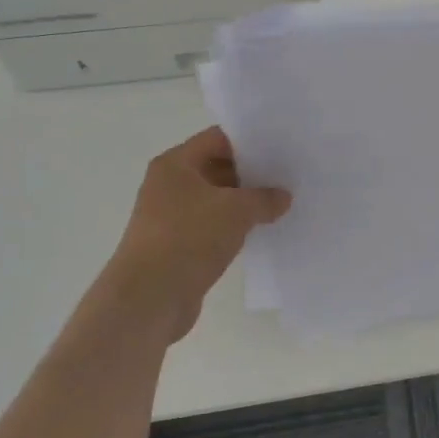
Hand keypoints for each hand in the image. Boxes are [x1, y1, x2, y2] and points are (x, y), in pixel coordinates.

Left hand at [93, 128, 290, 345]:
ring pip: (217, 200)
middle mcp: (170, 185)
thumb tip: (283, 197)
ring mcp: (172, 217)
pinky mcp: (179, 246)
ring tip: (283, 204)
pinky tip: (263, 231)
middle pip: (217, 167)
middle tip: (289, 176)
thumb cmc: (188, 238)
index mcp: (175, 164)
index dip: (251, 141)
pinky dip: (235, 227)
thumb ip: (264, 198)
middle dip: (252, 173)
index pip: (218, 139)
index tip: (282, 148)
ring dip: (246, 203)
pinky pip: (213, 226)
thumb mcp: (236, 210)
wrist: (149, 299)